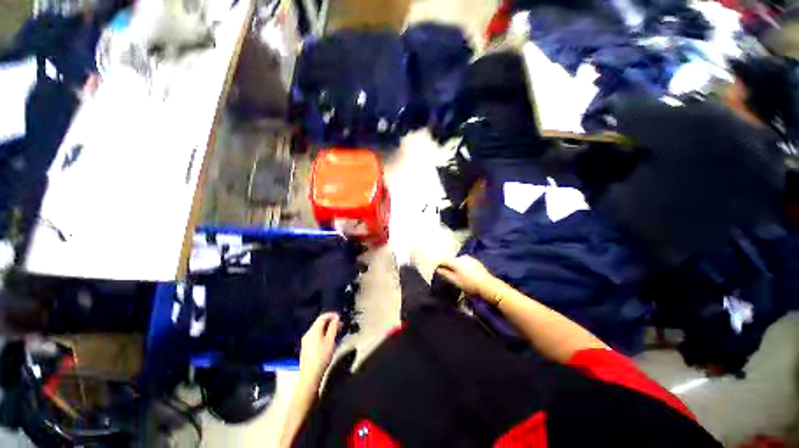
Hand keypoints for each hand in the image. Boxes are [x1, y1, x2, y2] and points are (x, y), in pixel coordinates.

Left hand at [299, 313, 340, 382]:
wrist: (310, 375)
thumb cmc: (322, 356)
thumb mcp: (330, 340)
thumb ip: (333, 327)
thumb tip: (336, 318)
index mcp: (313, 330)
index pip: (322, 317)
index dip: (332, 315)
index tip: (340, 317)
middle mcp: (308, 333)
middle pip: (319, 323)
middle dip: (330, 321)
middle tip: (340, 324)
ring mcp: (306, 340)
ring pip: (317, 329)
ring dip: (327, 328)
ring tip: (336, 331)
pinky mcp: (306, 347)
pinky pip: (315, 335)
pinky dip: (323, 334)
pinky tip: (328, 339)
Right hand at [436, 255, 498, 296]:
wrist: (487, 285)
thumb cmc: (469, 284)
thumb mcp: (455, 280)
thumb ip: (445, 273)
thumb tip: (437, 269)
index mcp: (456, 261)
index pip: (443, 260)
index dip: (439, 265)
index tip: (436, 270)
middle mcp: (462, 256)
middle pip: (451, 260)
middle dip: (448, 266)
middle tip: (448, 275)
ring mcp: (469, 258)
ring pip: (458, 261)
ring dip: (456, 266)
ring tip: (457, 275)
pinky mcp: (475, 261)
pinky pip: (465, 262)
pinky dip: (462, 266)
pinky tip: (465, 274)